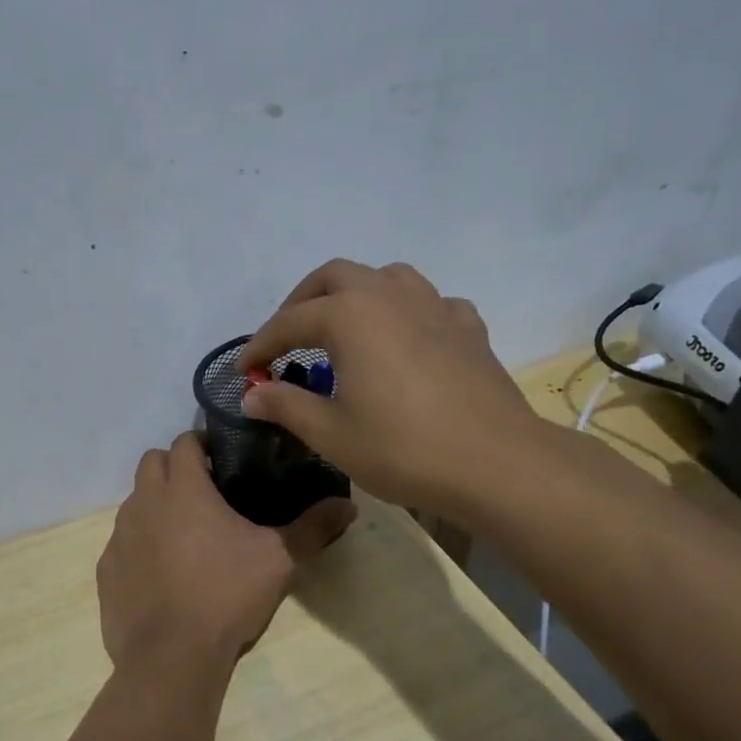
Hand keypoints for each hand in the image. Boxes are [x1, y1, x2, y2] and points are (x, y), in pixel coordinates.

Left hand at [97, 431, 356, 681]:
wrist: (170, 657)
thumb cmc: (226, 595)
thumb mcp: (278, 560)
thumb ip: (313, 527)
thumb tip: (349, 505)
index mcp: (184, 489)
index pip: (184, 442)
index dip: (202, 445)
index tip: (223, 461)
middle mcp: (144, 502)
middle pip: (152, 462)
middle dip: (174, 467)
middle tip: (205, 492)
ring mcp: (120, 535)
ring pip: (135, 501)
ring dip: (156, 504)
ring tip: (185, 534)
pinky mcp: (106, 569)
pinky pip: (122, 542)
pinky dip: (140, 544)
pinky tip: (162, 573)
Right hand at [237, 260, 542, 518]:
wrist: (496, 463)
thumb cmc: (403, 448)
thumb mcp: (331, 434)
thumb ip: (286, 405)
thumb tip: (251, 393)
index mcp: (350, 315)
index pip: (290, 322)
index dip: (261, 345)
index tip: (244, 370)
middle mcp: (389, 295)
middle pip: (335, 277)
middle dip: (303, 302)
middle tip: (289, 338)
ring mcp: (435, 306)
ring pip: (386, 277)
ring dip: (356, 294)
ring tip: (345, 328)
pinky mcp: (468, 326)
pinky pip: (429, 303)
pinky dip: (407, 313)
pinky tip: (406, 340)